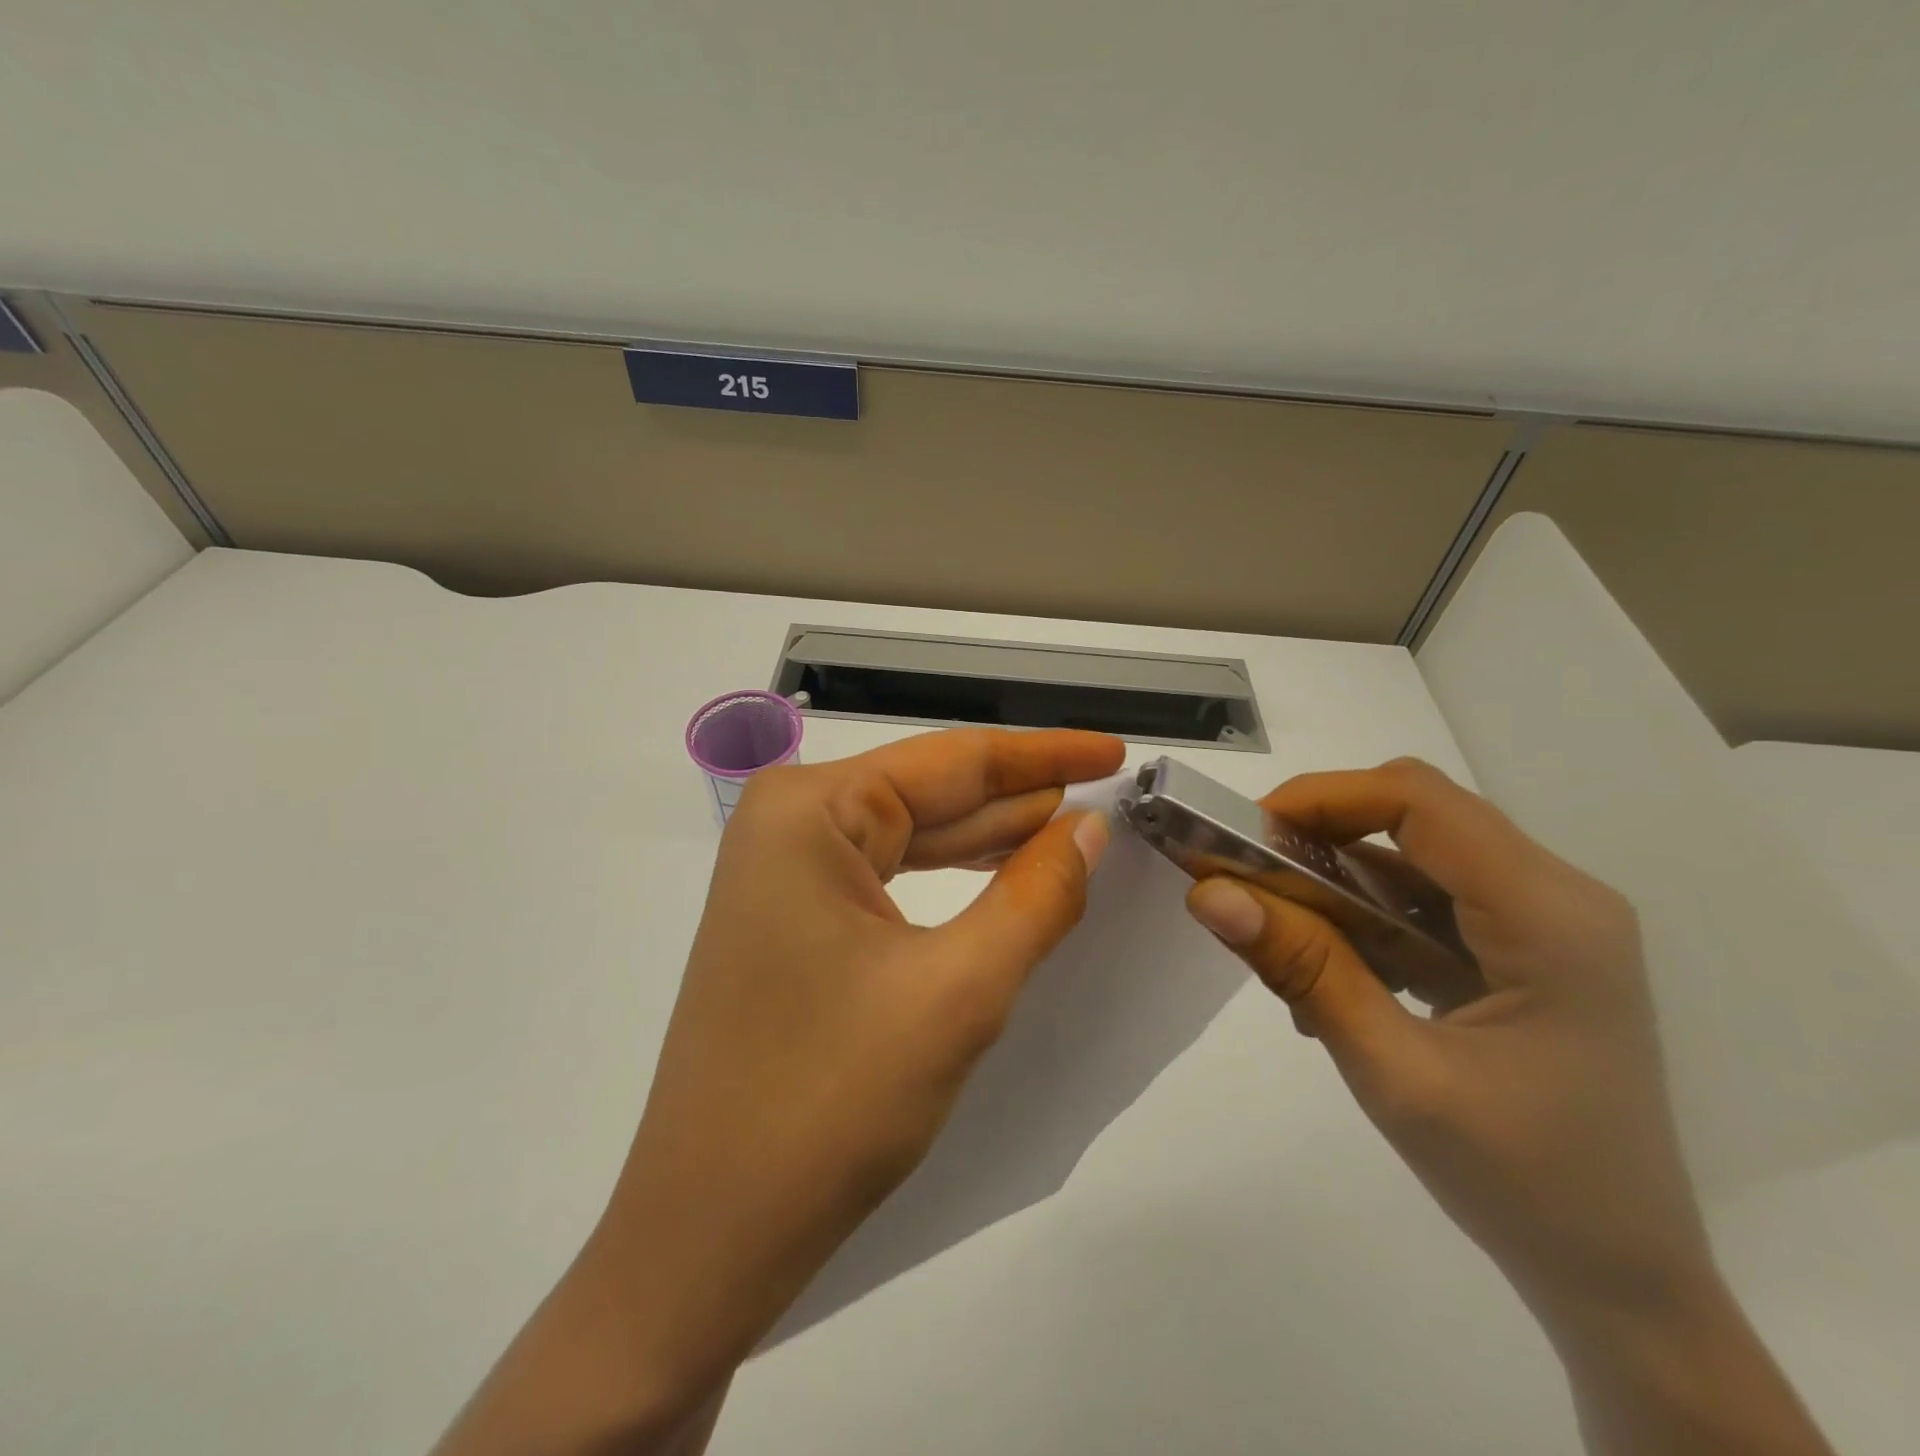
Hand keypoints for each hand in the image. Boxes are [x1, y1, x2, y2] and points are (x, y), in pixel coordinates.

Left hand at [436, 728, 1121, 1454]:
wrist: (709, 1232)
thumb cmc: (829, 1101)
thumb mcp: (958, 990)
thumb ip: (1036, 895)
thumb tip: (1092, 826)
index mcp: (810, 809)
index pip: (952, 760)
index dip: (1044, 755)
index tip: (1116, 748)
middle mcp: (790, 822)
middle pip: (931, 793)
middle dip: (1022, 797)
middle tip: (1113, 790)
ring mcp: (786, 873)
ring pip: (914, 837)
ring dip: (993, 838)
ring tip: (1077, 826)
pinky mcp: (794, 920)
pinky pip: (891, 878)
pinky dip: (953, 879)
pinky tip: (1008, 876)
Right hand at [1186, 759, 1831, 1454]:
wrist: (1625, 1286)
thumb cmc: (1524, 1184)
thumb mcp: (1395, 1074)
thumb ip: (1302, 969)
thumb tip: (1209, 892)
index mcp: (1549, 915)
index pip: (1418, 799)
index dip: (1321, 798)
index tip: (1244, 837)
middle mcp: (1555, 897)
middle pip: (1413, 817)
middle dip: (1317, 836)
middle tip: (1246, 882)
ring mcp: (1542, 924)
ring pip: (1409, 859)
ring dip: (1332, 885)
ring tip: (1276, 942)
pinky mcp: (1521, 952)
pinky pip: (1422, 904)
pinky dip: (1359, 922)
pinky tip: (1325, 977)